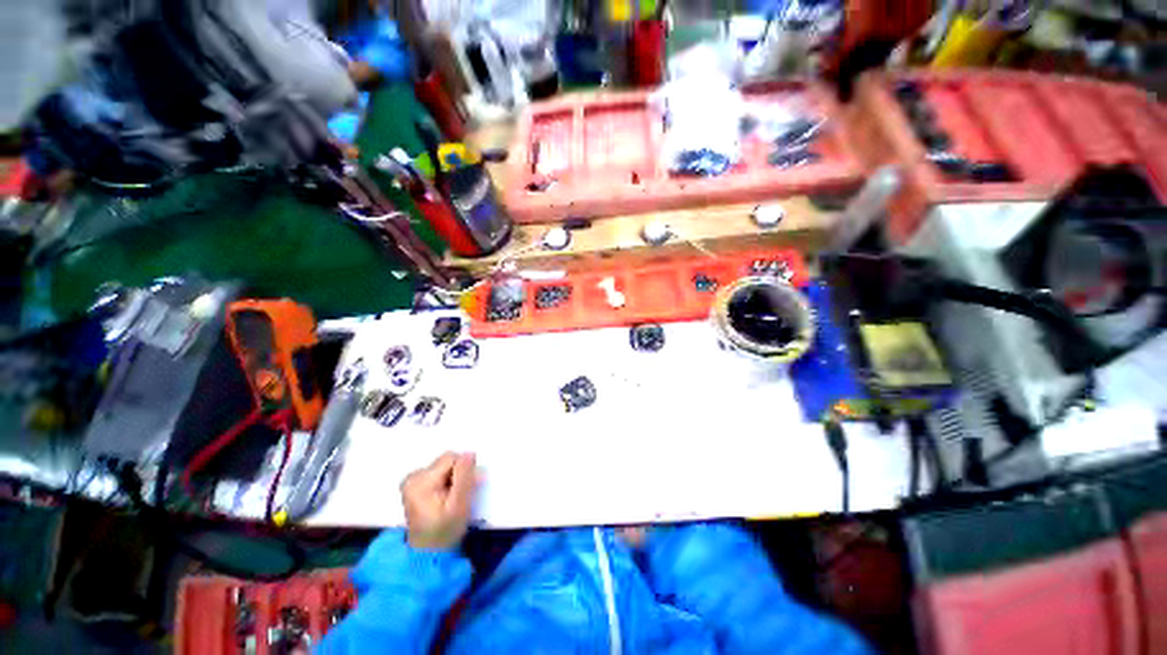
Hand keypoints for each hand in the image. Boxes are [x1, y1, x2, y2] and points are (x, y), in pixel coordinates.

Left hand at [401, 452, 477, 550]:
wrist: (429, 552)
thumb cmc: (445, 530)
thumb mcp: (459, 504)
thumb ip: (465, 477)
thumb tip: (470, 453)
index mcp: (420, 481)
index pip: (451, 458)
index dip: (463, 471)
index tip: (461, 491)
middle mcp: (412, 477)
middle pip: (446, 461)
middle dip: (457, 474)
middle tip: (456, 497)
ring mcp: (410, 480)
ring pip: (443, 466)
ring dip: (452, 478)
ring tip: (449, 499)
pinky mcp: (413, 484)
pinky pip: (437, 472)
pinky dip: (444, 481)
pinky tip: (442, 497)